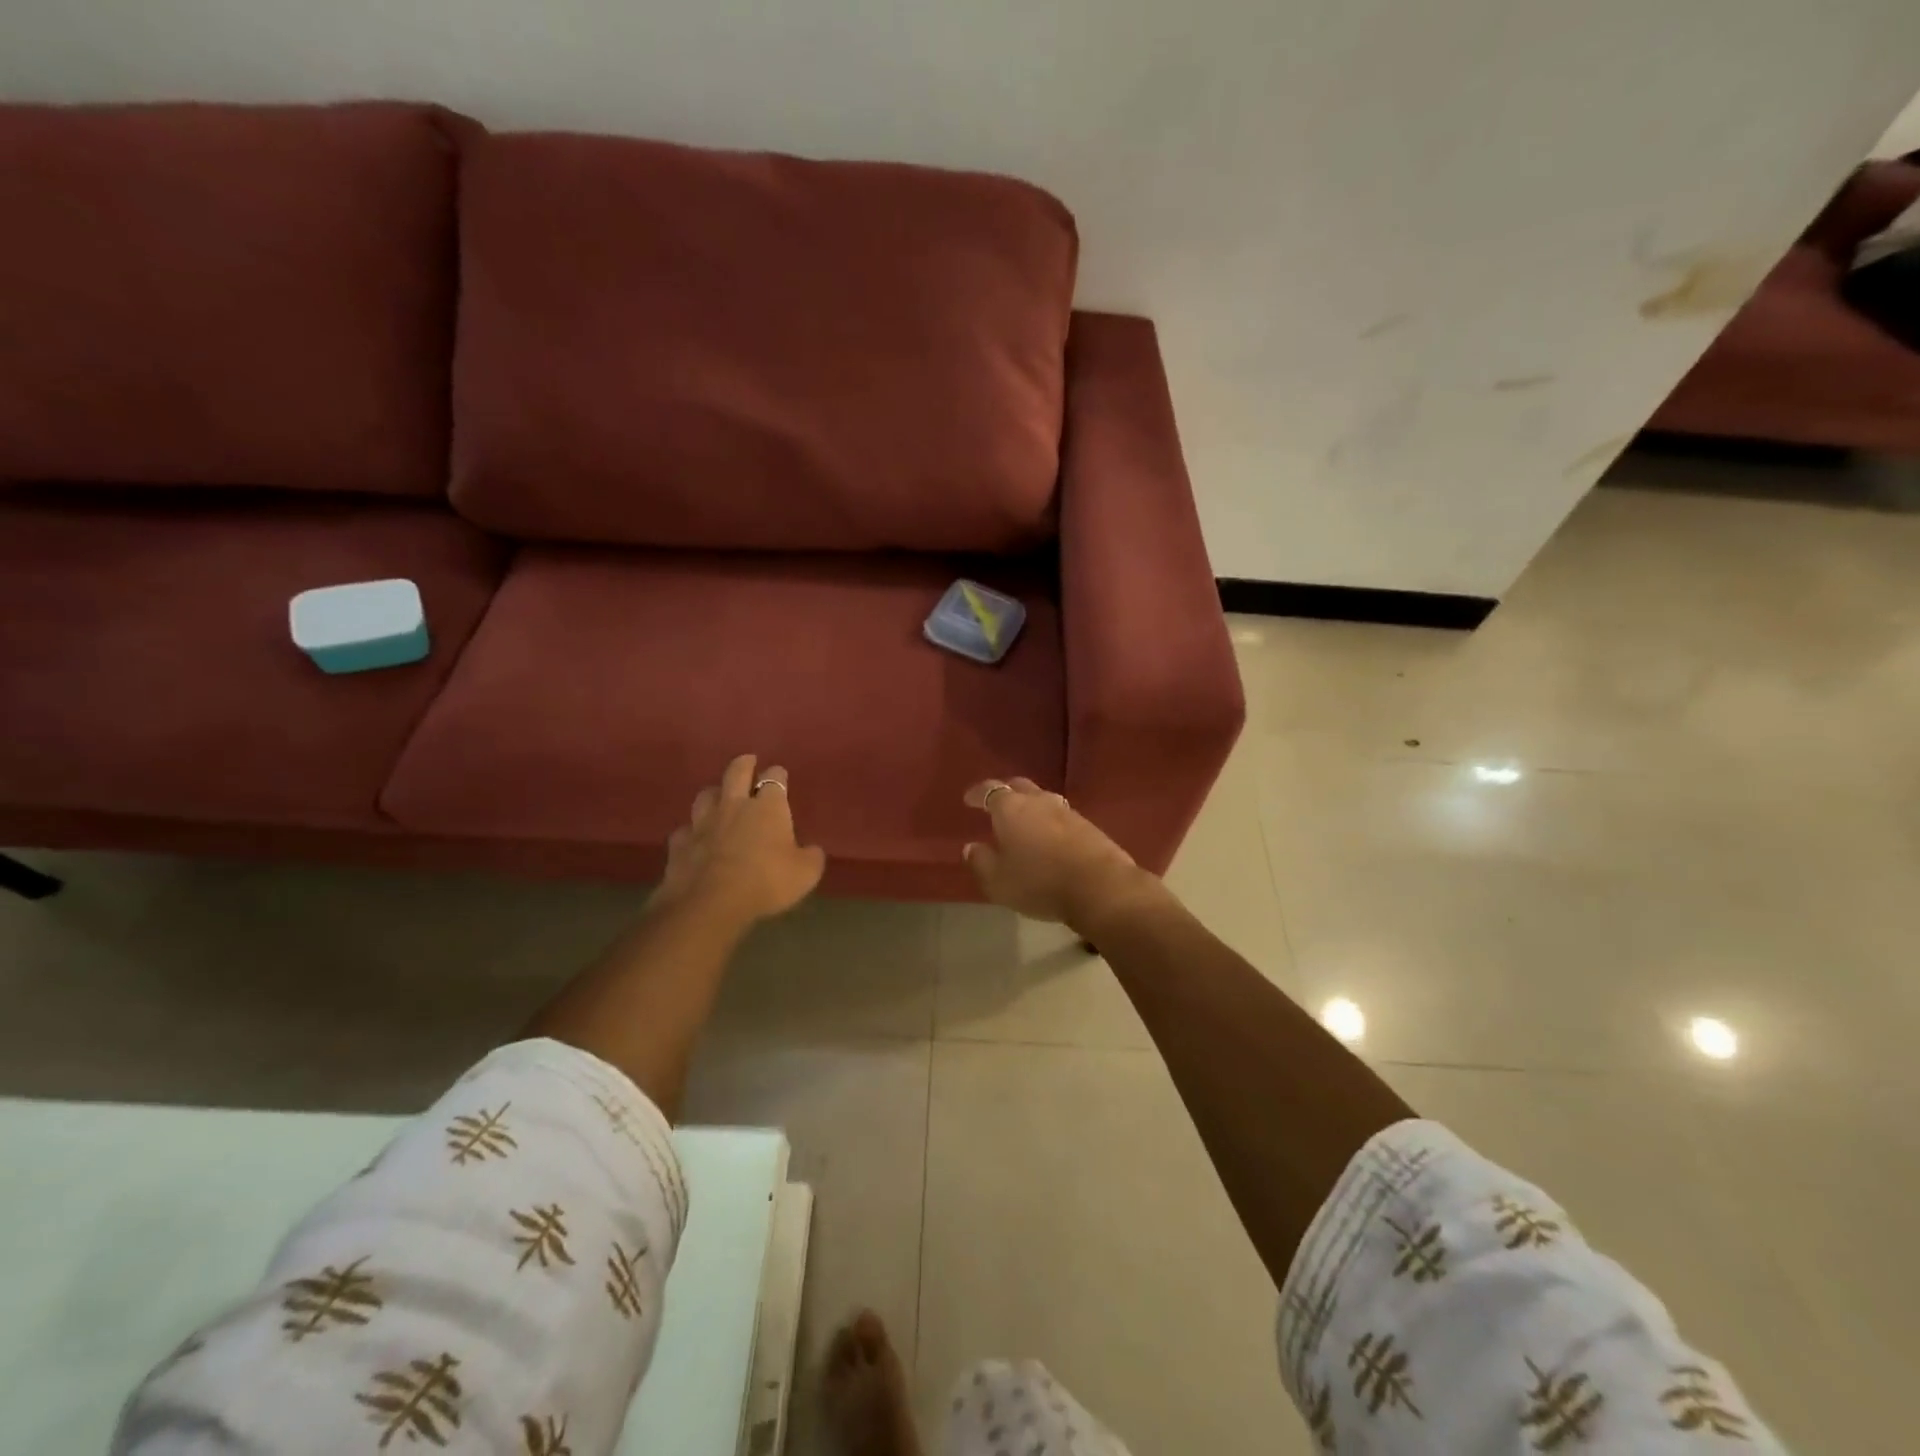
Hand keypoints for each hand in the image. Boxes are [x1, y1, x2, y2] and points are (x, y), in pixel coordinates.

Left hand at [655, 755, 826, 927]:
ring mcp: (703, 823)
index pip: (774, 779)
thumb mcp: (805, 874)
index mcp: (768, 808)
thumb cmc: (766, 882)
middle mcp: (734, 806)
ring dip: (714, 793)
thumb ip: (811, 857)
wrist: (710, 903)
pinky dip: (692, 831)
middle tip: (748, 761)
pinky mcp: (680, 844)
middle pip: (736, 773)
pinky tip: (694, 838)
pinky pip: (685, 830)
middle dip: (744, 764)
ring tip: (719, 797)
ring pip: (706, 795)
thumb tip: (812, 850)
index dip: (778, 775)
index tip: (780, 775)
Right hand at [961, 777, 1159, 930]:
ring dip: (1030, 807)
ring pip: (1043, 800)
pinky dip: (1049, 822)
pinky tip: (1049, 837)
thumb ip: (981, 862)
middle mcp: (1039, 801)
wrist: (1100, 887)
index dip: (978, 793)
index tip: (969, 799)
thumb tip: (971, 847)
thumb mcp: (998, 881)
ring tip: (1023, 821)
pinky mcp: (1088, 826)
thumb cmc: (1040, 882)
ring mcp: (1067, 811)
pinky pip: (1061, 816)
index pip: (990, 790)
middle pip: (1019, 787)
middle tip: (996, 804)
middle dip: (1005, 792)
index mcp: (1011, 808)